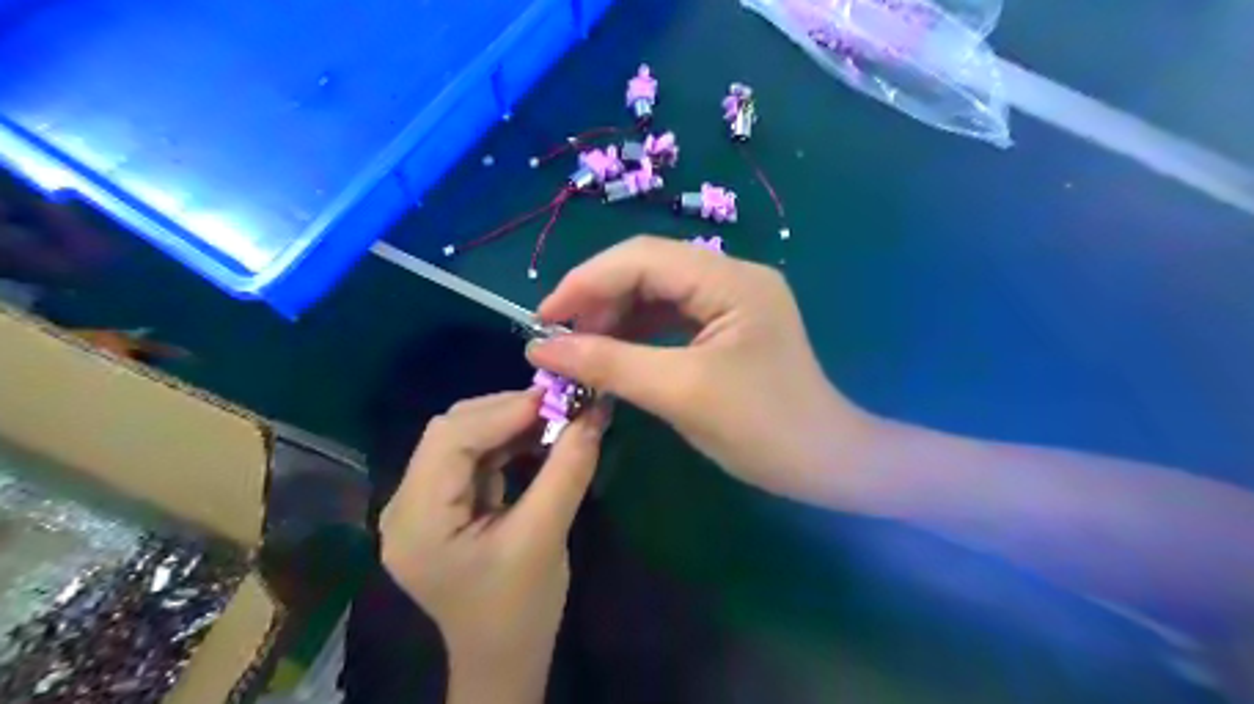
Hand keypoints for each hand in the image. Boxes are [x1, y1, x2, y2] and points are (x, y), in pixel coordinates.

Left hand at [378, 392, 602, 695]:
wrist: (504, 658)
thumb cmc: (520, 609)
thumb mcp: (546, 537)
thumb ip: (568, 470)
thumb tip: (594, 412)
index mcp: (418, 521)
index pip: (451, 440)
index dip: (504, 411)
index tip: (557, 397)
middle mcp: (405, 505)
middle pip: (451, 432)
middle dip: (507, 412)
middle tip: (560, 405)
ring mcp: (420, 504)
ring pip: (461, 438)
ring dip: (508, 423)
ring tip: (554, 418)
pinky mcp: (441, 505)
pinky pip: (471, 457)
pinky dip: (506, 441)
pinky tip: (537, 439)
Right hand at [524, 236, 875, 505]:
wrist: (828, 463)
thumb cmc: (763, 429)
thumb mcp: (680, 392)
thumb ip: (609, 364)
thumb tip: (540, 349)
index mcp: (731, 280)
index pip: (643, 258)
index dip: (586, 281)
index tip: (543, 318)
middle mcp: (733, 276)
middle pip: (648, 268)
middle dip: (599, 298)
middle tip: (559, 337)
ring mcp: (733, 299)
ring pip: (657, 292)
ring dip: (615, 316)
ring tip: (579, 347)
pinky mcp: (729, 325)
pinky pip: (672, 316)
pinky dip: (638, 332)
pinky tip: (614, 352)